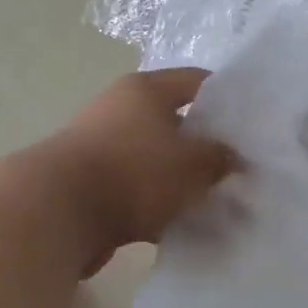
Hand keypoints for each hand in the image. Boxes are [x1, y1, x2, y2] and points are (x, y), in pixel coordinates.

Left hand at [41, 68, 235, 269]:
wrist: (55, 213)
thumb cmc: (133, 172)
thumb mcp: (193, 164)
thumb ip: (220, 158)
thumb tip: (233, 158)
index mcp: (145, 90)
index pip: (197, 81)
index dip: (228, 99)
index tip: (253, 124)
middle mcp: (121, 109)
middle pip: (176, 122)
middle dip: (206, 146)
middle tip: (239, 168)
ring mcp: (102, 147)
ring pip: (157, 160)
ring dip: (182, 180)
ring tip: (215, 203)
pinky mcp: (91, 184)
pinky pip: (137, 190)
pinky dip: (159, 205)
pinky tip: (183, 226)